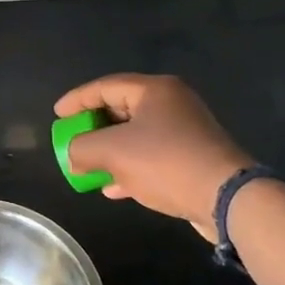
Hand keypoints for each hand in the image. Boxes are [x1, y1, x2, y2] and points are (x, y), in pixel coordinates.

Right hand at [55, 74, 252, 227]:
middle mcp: (172, 104)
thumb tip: (73, 156)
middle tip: (73, 140)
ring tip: (88, 166)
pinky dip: (130, 167)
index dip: (77, 100)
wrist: (226, 198)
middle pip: (121, 109)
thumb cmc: (165, 162)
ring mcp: (185, 131)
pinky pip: (152, 156)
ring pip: (136, 136)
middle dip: (93, 128)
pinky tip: (113, 187)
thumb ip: (82, 148)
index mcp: (154, 90)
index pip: (105, 86)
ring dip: (110, 151)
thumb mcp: (112, 152)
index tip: (57, 115)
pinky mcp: (193, 158)